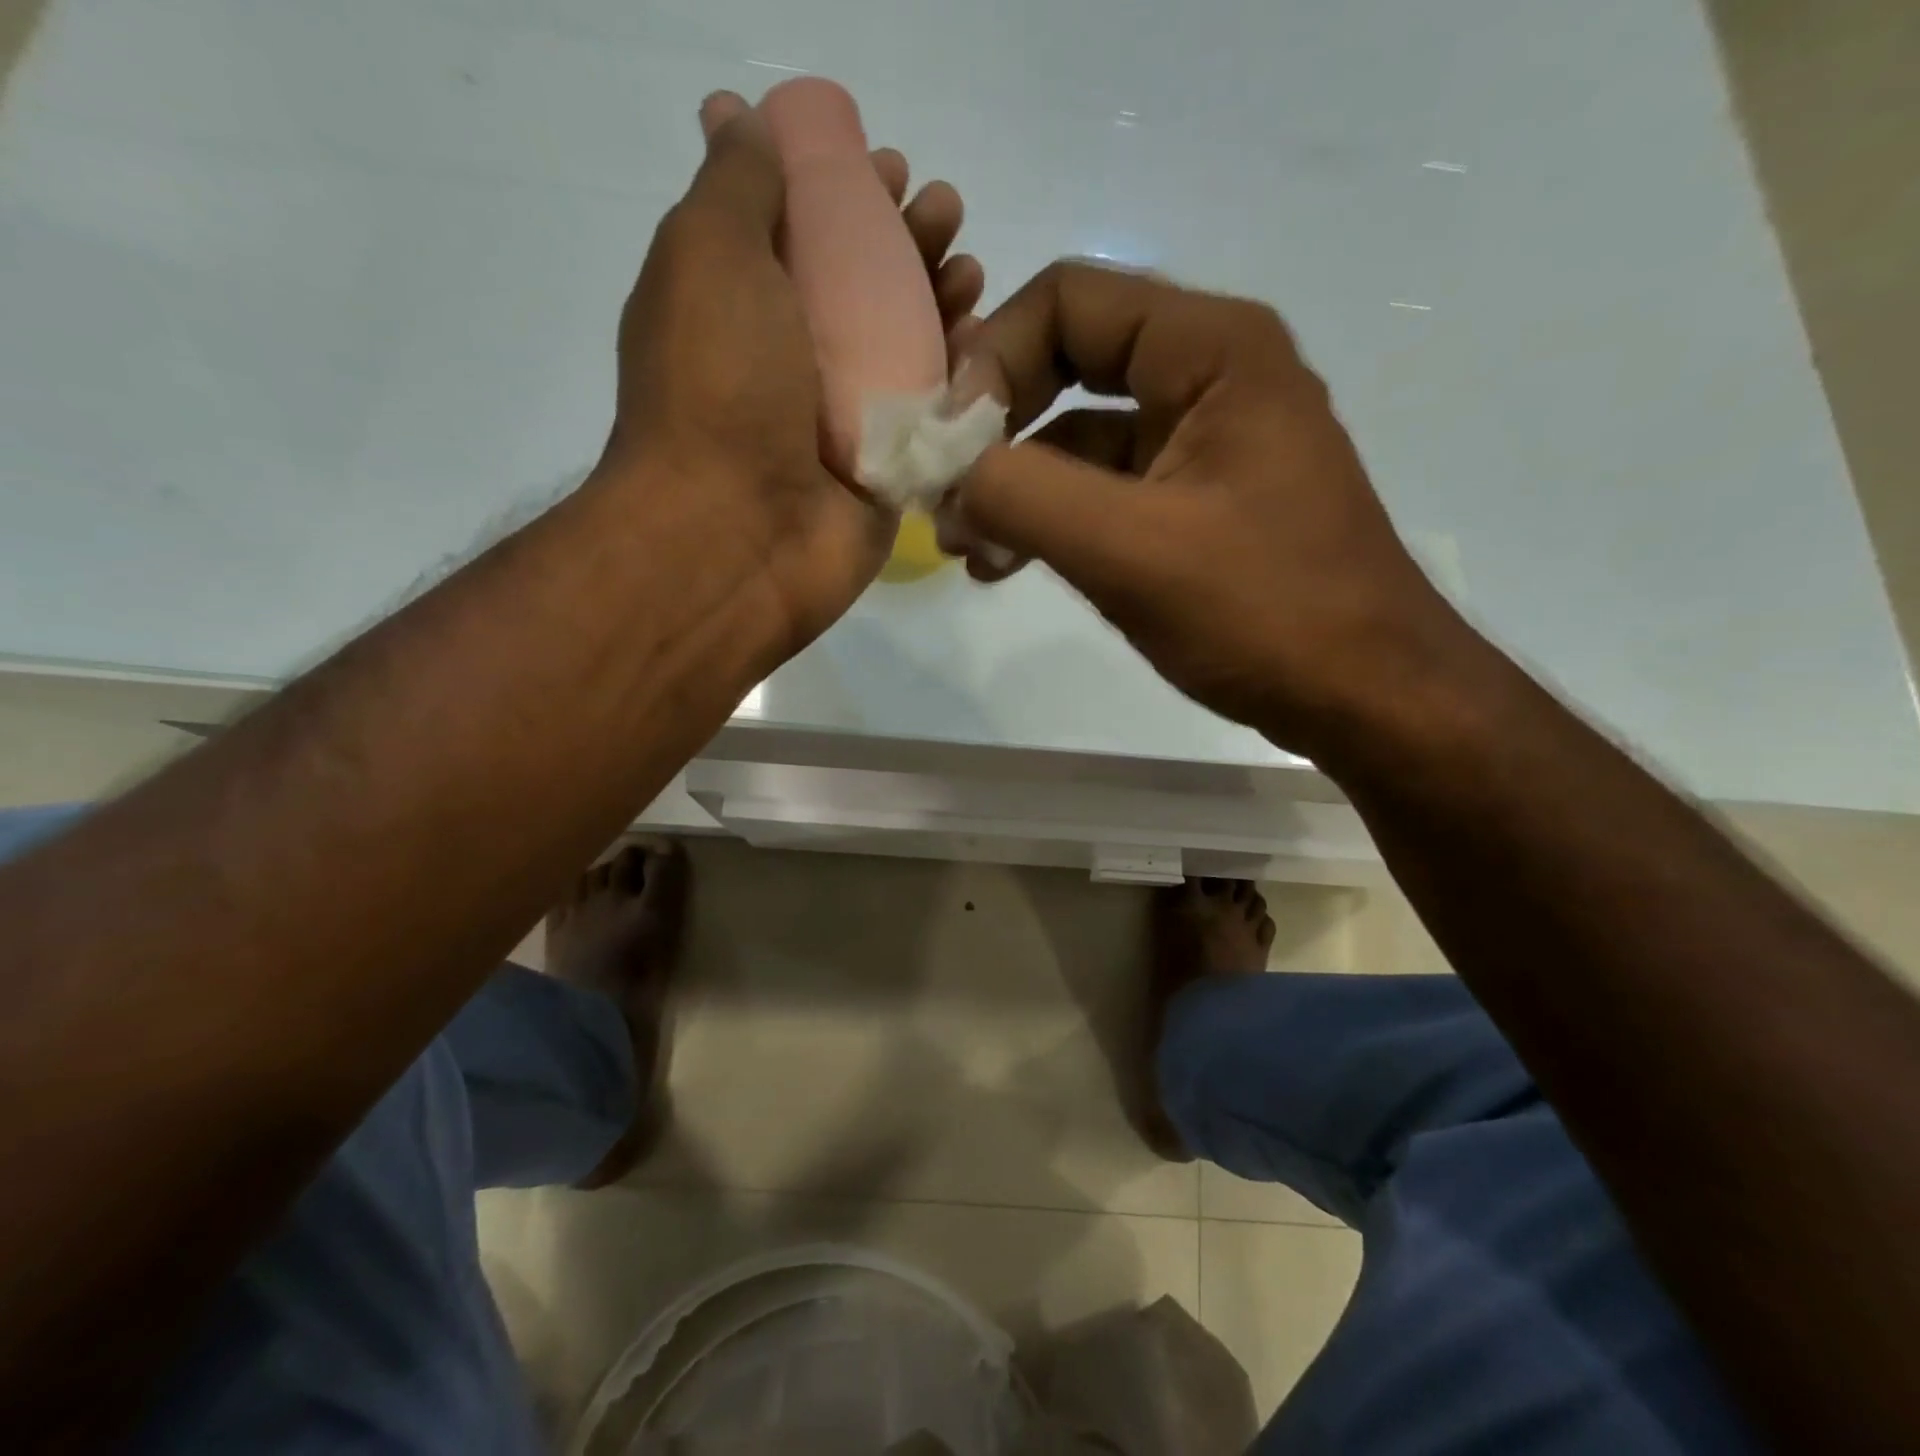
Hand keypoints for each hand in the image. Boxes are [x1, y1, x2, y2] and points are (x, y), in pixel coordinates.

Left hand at [596, 91, 985, 657]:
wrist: (739, 536)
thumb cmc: (718, 389)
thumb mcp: (708, 255)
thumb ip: (735, 185)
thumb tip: (739, 120)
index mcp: (740, 307)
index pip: (803, 233)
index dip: (847, 194)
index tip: (890, 171)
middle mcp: (790, 364)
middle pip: (862, 289)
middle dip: (907, 244)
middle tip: (946, 215)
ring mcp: (839, 423)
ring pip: (903, 351)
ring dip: (940, 304)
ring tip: (971, 274)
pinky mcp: (884, 472)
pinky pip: (930, 416)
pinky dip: (960, 379)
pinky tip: (985, 347)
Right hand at [947, 260, 1462, 755]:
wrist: (1364, 697)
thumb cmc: (1263, 612)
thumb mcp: (1130, 549)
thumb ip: (1025, 494)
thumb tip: (945, 470)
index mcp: (1211, 348)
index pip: (1068, 300)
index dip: (990, 356)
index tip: (944, 441)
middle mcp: (1208, 377)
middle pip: (1067, 364)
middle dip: (995, 429)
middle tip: (942, 495)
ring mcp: (1201, 446)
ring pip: (1079, 440)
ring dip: (1013, 486)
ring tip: (963, 547)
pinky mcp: (1193, 507)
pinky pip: (1103, 494)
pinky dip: (1050, 522)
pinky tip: (1003, 566)